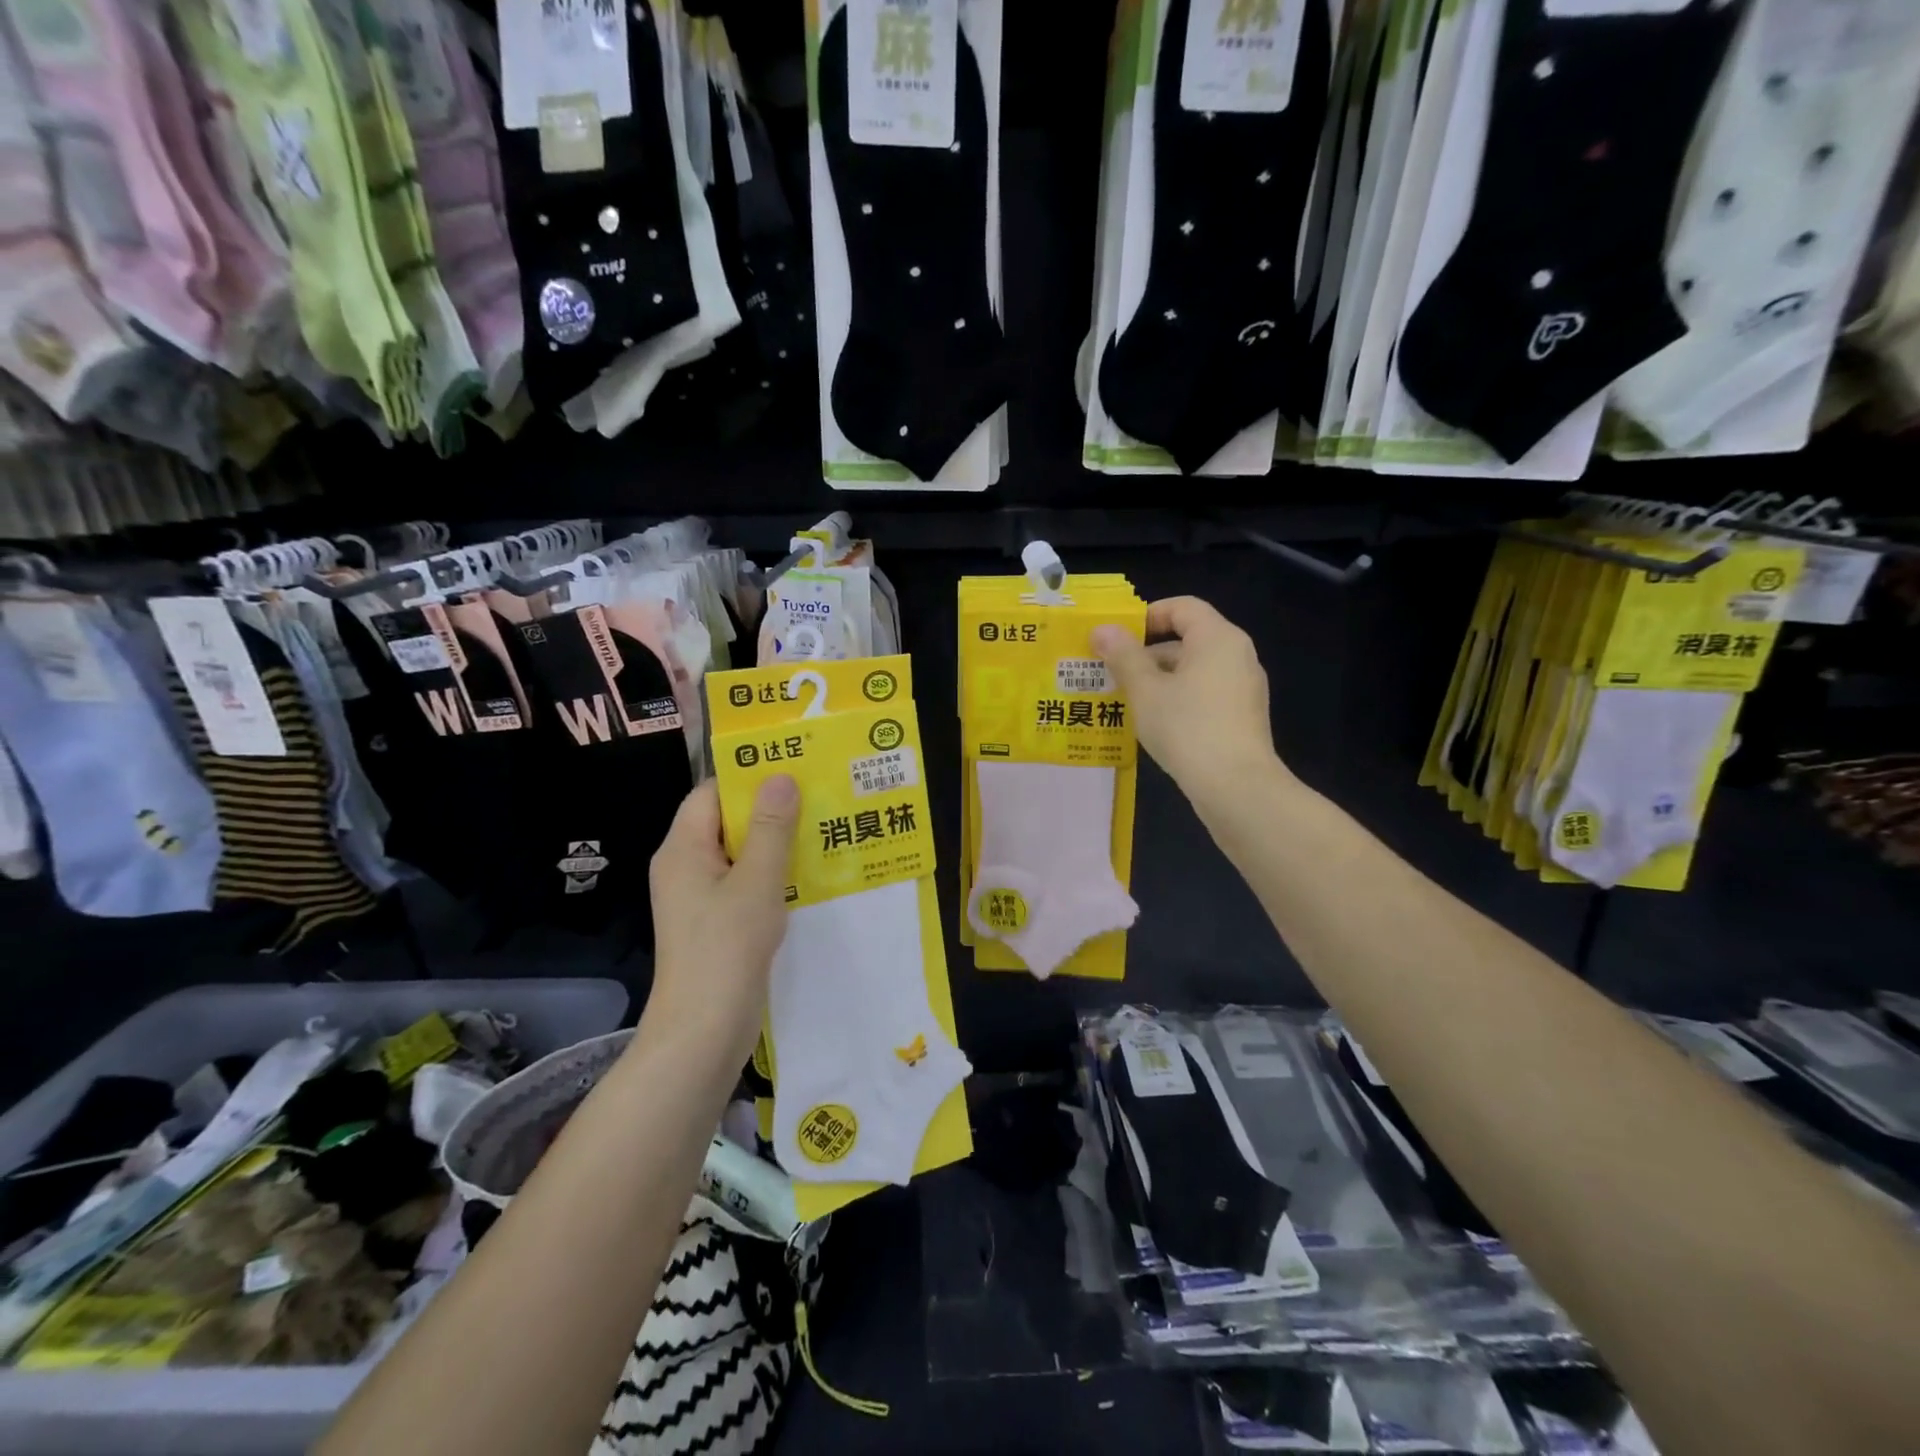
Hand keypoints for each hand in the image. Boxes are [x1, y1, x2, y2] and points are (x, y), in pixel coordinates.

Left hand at [646, 777, 799, 1060]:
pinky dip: (769, 873)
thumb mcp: (756, 881)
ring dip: (773, 843)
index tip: (793, 769)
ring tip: (820, 830)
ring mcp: (697, 897)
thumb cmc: (727, 948)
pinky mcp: (712, 922)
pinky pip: (741, 882)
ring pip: (737, 854)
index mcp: (682, 849)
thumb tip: (780, 777)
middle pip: (724, 821)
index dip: (748, 778)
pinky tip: (805, 875)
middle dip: (768, 810)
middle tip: (817, 797)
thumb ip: (770, 828)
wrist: (703, 1030)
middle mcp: (684, 866)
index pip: (711, 793)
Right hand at [1092, 597, 1284, 803]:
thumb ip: (1123, 656)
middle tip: (1111, 673)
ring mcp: (1244, 687)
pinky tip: (1154, 724)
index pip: (1182, 607)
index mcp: (1218, 638)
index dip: (1147, 616)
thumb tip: (1103, 629)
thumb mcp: (1145, 690)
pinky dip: (1179, 698)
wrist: (1236, 787)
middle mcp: (1238, 655)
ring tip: (1125, 701)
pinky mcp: (1243, 716)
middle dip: (1147, 653)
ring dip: (1159, 679)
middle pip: (1188, 638)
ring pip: (1195, 669)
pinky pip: (1205, 693)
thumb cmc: (1187, 728)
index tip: (1117, 639)